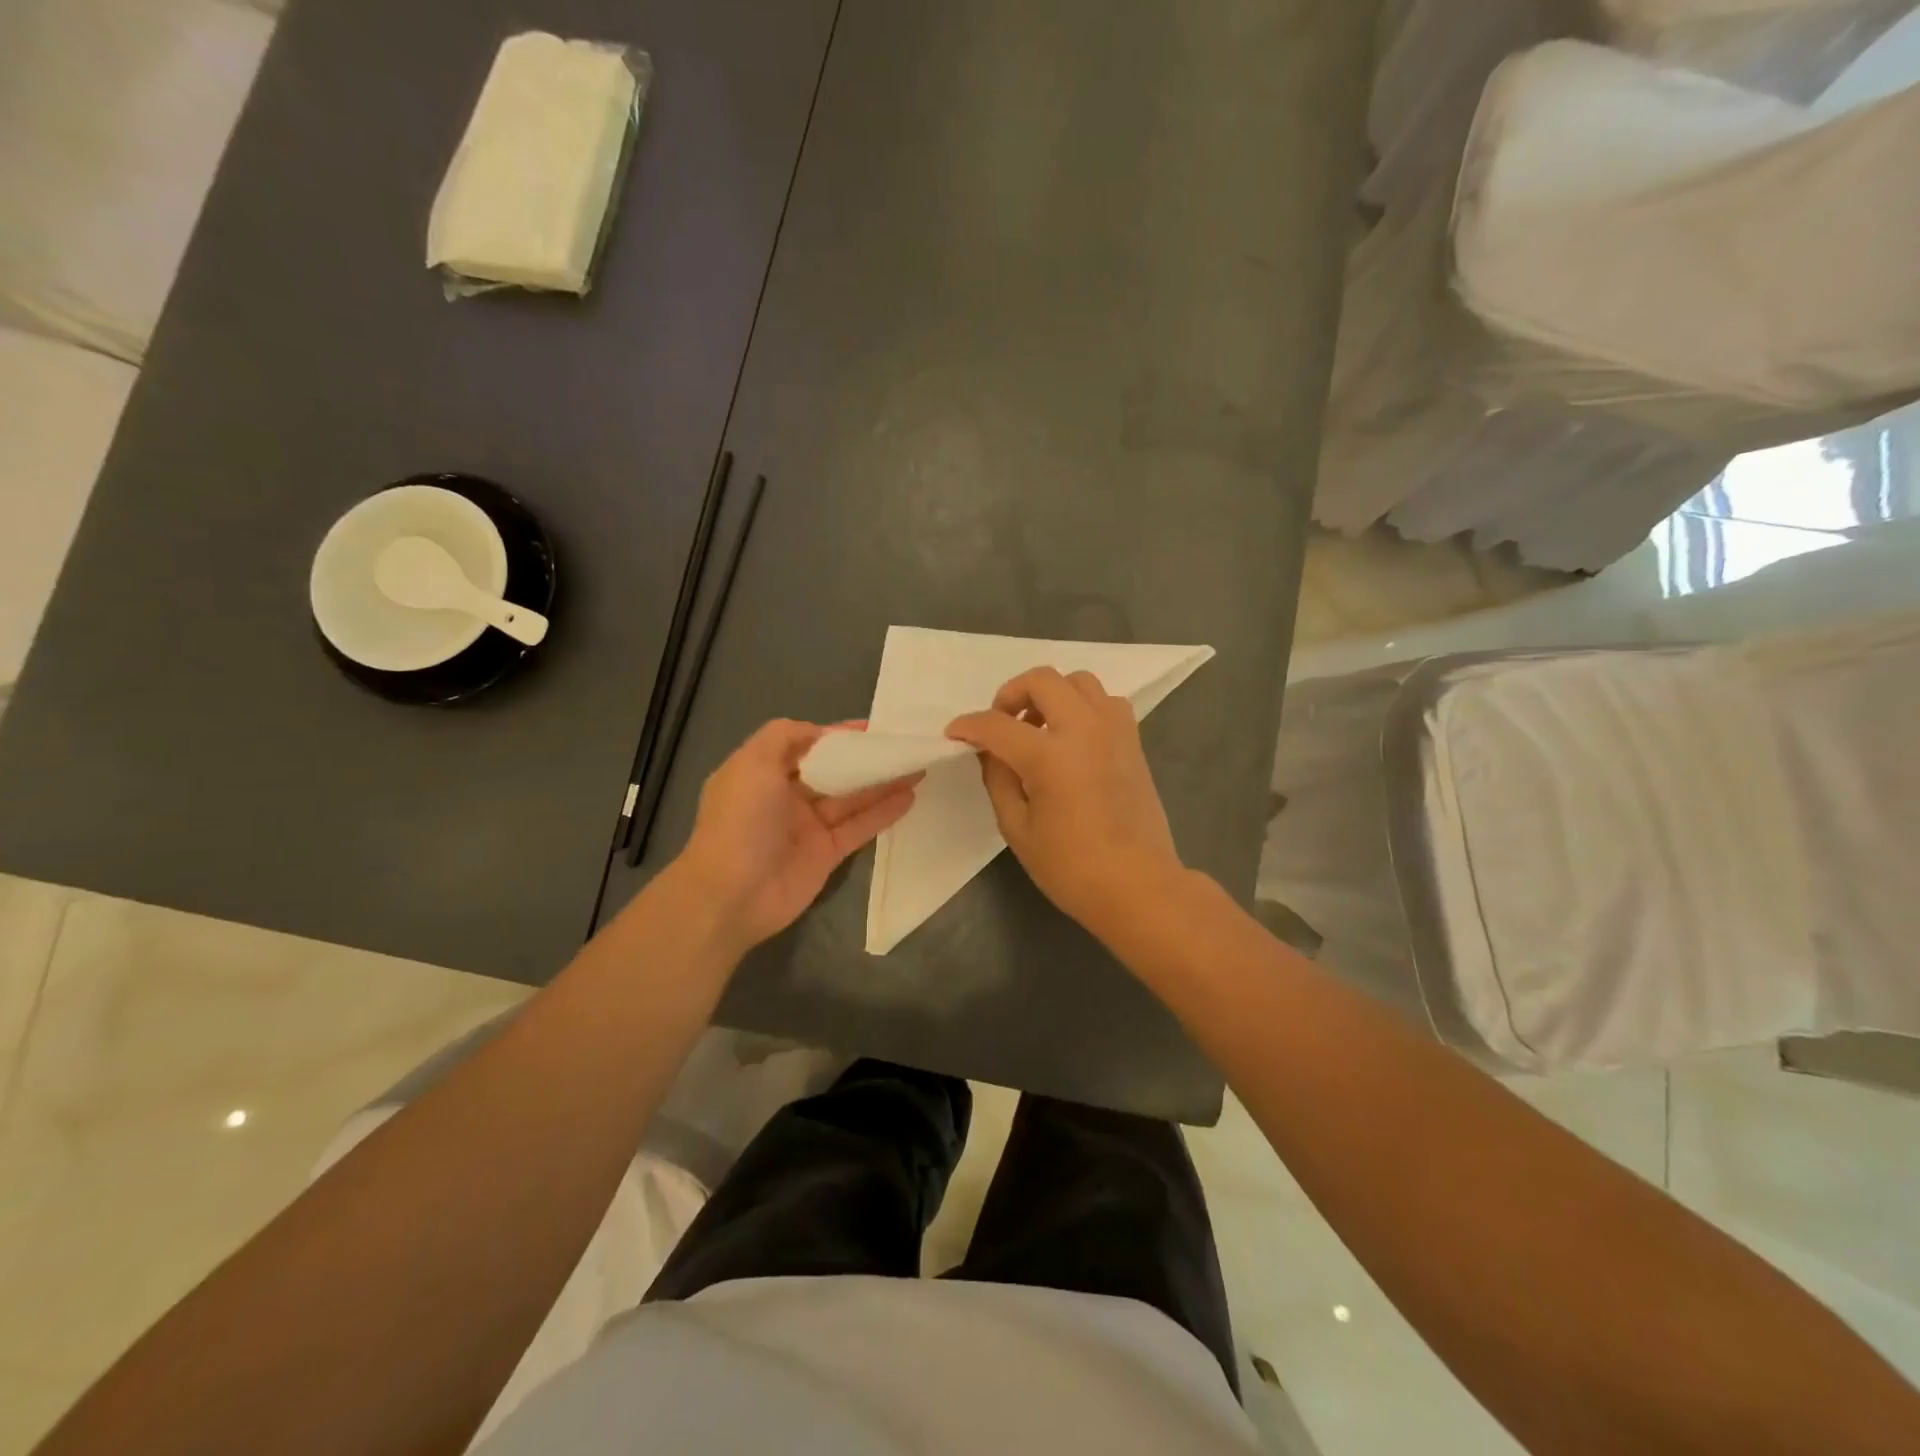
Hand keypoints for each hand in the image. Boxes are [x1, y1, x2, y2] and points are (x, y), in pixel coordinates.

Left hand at [675, 719, 919, 950]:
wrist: (733, 894)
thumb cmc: (741, 821)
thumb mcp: (752, 763)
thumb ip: (784, 736)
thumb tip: (820, 732)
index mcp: (763, 773)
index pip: (805, 745)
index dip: (836, 735)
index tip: (870, 728)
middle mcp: (785, 797)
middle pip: (832, 771)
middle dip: (864, 758)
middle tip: (901, 745)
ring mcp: (808, 827)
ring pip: (851, 798)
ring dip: (882, 782)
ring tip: (916, 765)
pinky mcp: (827, 854)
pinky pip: (859, 827)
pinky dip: (884, 812)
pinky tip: (910, 796)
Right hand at [947, 667, 1185, 939]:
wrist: (1138, 885)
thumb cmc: (1072, 867)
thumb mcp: (1018, 829)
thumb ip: (999, 780)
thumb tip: (991, 752)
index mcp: (1051, 756)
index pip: (998, 725)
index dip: (969, 726)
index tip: (955, 733)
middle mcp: (1085, 729)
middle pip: (1042, 680)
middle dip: (1011, 694)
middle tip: (1001, 723)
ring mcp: (1114, 731)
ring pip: (1079, 681)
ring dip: (1051, 694)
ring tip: (1038, 728)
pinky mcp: (1132, 741)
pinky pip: (1105, 702)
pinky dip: (1082, 706)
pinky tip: (1071, 738)